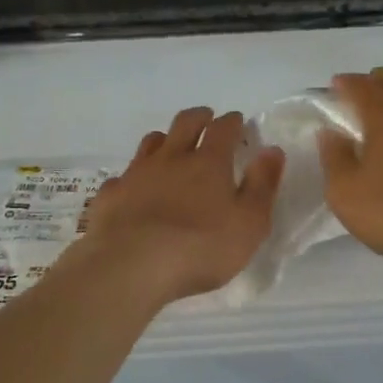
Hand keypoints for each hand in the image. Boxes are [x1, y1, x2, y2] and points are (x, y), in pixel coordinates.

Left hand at [72, 107, 284, 305]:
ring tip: (170, 147)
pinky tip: (134, 190)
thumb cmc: (201, 248)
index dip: (232, 122)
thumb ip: (262, 185)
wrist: (132, 265)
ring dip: (164, 140)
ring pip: (151, 143)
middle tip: (206, 119)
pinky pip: (123, 177)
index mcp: (208, 163)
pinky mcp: (110, 195)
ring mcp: (136, 174)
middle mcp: (171, 158)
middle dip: (198, 117)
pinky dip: (133, 178)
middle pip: (184, 124)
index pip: (223, 129)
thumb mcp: (249, 223)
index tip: (237, 121)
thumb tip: (272, 150)